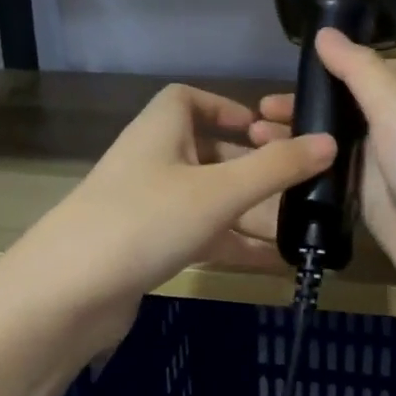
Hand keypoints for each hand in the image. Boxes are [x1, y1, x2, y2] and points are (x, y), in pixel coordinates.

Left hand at [0, 84, 335, 356]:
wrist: (66, 295)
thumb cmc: (145, 220)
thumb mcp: (220, 191)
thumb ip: (276, 168)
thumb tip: (329, 141)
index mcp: (160, 130)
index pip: (189, 99)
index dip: (227, 108)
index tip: (266, 130)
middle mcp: (152, 161)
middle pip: (208, 153)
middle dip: (253, 169)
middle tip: (298, 187)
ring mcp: (146, 207)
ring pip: (208, 200)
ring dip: (249, 212)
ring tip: (297, 228)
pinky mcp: (145, 248)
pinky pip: (199, 236)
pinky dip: (232, 244)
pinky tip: (271, 263)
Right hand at [252, 30, 395, 318]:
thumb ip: (360, 71)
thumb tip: (324, 32)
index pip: (369, 68)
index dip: (334, 64)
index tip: (291, 67)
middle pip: (344, 106)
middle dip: (305, 104)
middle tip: (259, 111)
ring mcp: (382, 168)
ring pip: (332, 144)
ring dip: (297, 139)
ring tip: (255, 139)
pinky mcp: (368, 203)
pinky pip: (331, 179)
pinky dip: (304, 173)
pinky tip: (272, 172)